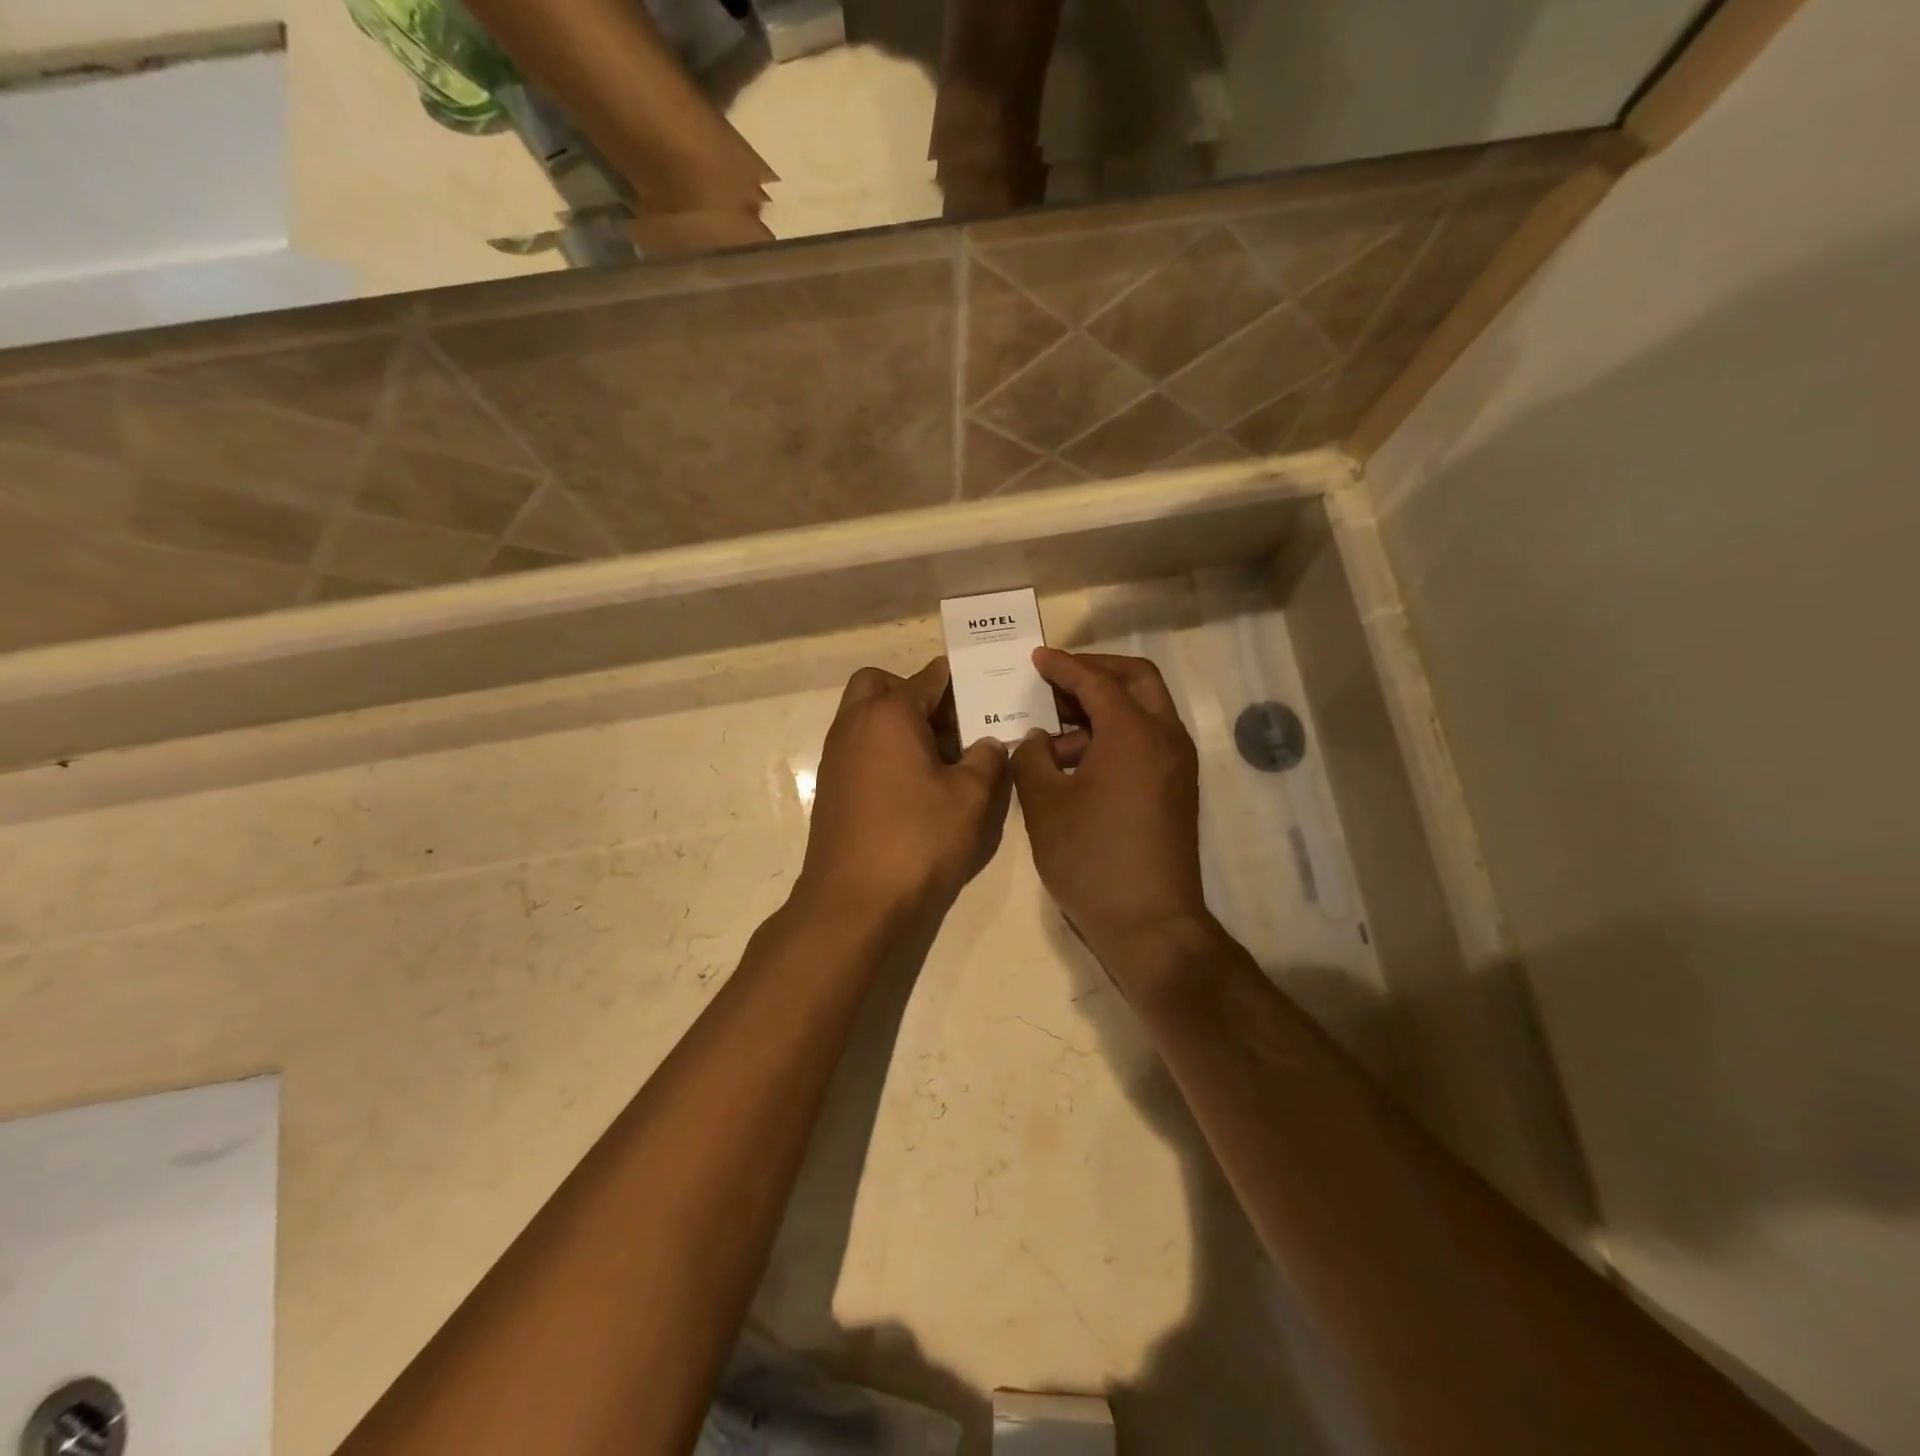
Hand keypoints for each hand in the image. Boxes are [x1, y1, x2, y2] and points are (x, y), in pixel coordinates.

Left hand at [795, 659, 1009, 930]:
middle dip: (914, 692)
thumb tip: (989, 742)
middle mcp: (855, 723)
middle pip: (881, 684)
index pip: (928, 677)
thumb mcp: (968, 799)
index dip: (958, 680)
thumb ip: (986, 760)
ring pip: (865, 714)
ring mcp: (837, 754)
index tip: (984, 690)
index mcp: (890, 714)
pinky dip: (883, 747)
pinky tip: (913, 784)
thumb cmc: (916, 840)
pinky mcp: (831, 784)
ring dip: (898, 721)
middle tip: (949, 724)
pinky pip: (858, 745)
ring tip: (940, 757)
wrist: (852, 901)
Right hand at [1010, 649, 1214, 975]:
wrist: (1150, 923)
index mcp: (1134, 732)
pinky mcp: (1177, 789)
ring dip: (1106, 706)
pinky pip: (1149, 740)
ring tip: (1057, 731)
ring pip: (1146, 710)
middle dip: (1097, 671)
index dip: (1063, 666)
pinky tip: (1079, 761)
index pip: (1096, 681)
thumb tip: (1038, 740)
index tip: (1037, 658)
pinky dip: (1117, 734)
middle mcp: (1165, 737)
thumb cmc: (1091, 858)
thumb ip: (1032, 759)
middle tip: (1058, 679)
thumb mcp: (1044, 804)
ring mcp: (1177, 765)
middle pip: (1137, 680)